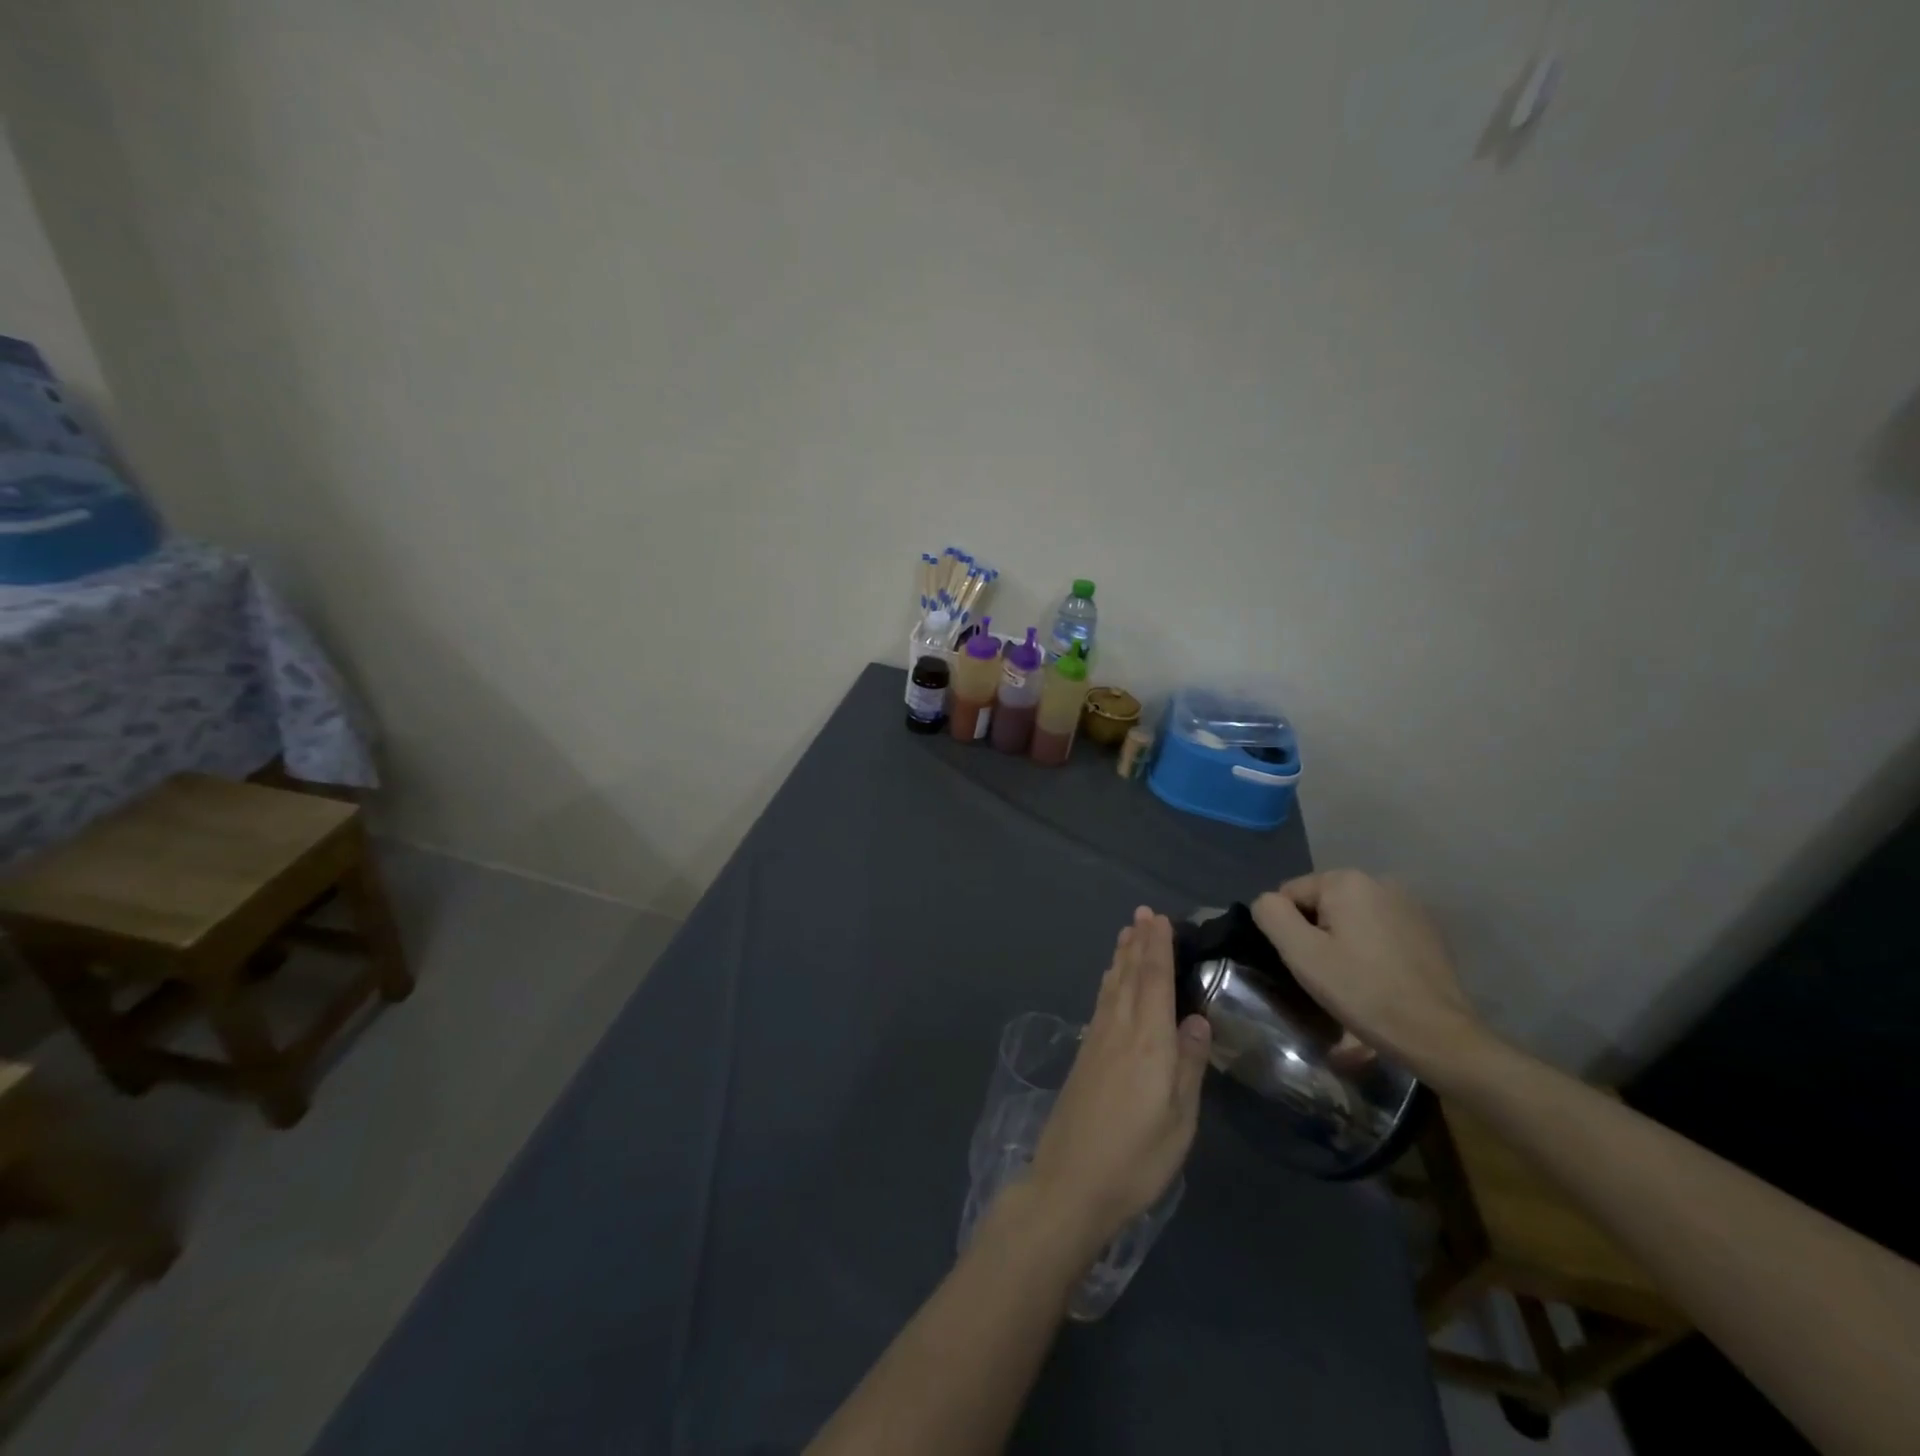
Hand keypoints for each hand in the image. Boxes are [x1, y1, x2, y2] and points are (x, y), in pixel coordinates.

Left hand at [1026, 907, 1211, 1253]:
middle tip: (1142, 913)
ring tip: (1127, 934)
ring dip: (1120, 958)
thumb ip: (1189, 1067)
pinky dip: (1108, 983)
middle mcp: (1119, 1031)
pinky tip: (1109, 982)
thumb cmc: (1135, 1158)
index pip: (1154, 982)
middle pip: (1129, 977)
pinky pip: (1100, 1004)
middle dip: (1138, 943)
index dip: (1157, 948)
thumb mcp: (1179, 1121)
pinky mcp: (1084, 1057)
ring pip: (1111, 987)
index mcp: (1148, 1043)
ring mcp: (1096, 1042)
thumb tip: (1196, 1020)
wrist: (1070, 1182)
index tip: (1159, 918)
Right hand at [1251, 870, 1483, 1074]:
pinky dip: (1369, 948)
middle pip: (1321, 904)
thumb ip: (1271, 915)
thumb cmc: (1363, 991)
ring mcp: (1408, 904)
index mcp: (1347, 880)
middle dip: (1316, 934)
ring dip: (1342, 941)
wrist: (1439, 1036)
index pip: (1290, 894)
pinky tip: (1379, 978)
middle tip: (1327, 974)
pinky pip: (1377, 930)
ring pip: (1349, 917)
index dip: (1289, 931)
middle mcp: (1379, 881)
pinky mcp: (1426, 929)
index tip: (1308, 964)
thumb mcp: (1301, 954)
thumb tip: (1267, 902)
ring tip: (1353, 979)